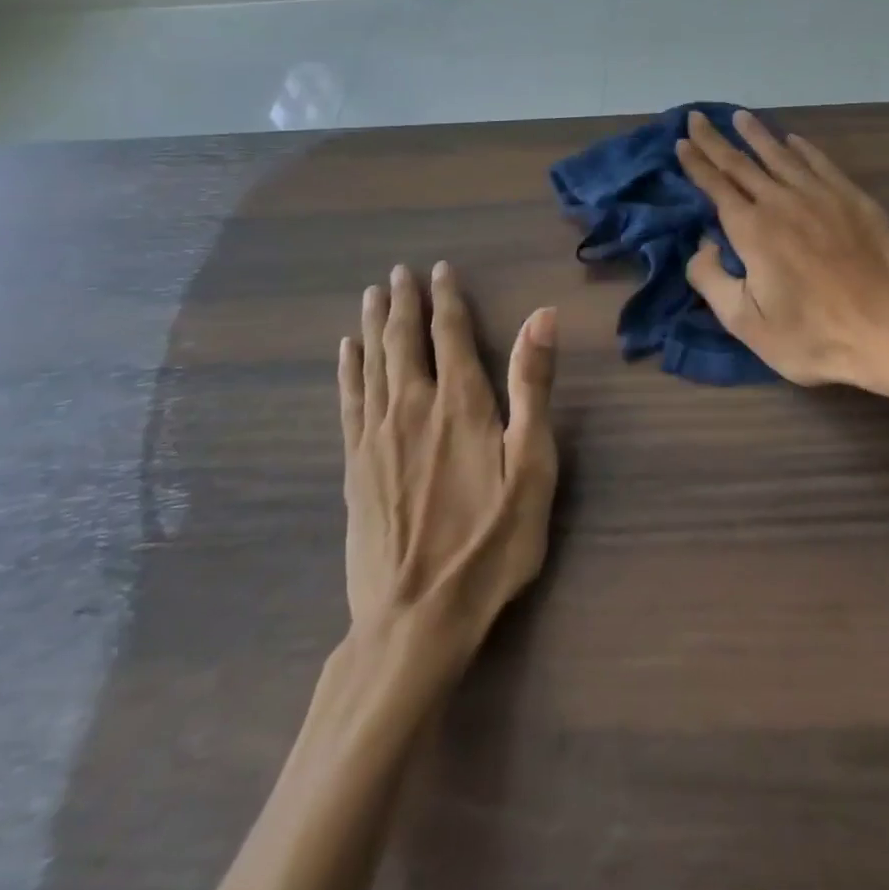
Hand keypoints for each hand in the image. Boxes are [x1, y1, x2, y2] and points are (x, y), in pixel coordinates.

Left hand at [337, 262, 557, 657]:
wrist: (415, 621)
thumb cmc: (490, 544)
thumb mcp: (532, 467)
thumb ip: (534, 388)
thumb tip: (541, 317)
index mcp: (460, 404)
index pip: (449, 334)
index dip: (446, 298)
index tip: (439, 268)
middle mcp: (413, 408)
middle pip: (403, 341)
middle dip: (403, 302)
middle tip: (398, 271)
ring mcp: (376, 437)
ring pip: (372, 364)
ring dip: (373, 325)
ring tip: (371, 295)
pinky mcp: (355, 467)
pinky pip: (350, 401)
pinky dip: (349, 369)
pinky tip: (347, 353)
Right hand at [676, 110, 888, 391]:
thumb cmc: (815, 336)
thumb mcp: (747, 324)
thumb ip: (712, 280)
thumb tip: (702, 244)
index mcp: (753, 230)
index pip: (716, 186)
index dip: (696, 163)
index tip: (681, 143)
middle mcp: (783, 201)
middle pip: (742, 163)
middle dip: (716, 140)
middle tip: (697, 118)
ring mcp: (822, 196)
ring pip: (781, 155)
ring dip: (757, 135)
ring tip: (741, 117)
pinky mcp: (854, 199)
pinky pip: (820, 163)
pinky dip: (802, 148)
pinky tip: (793, 140)